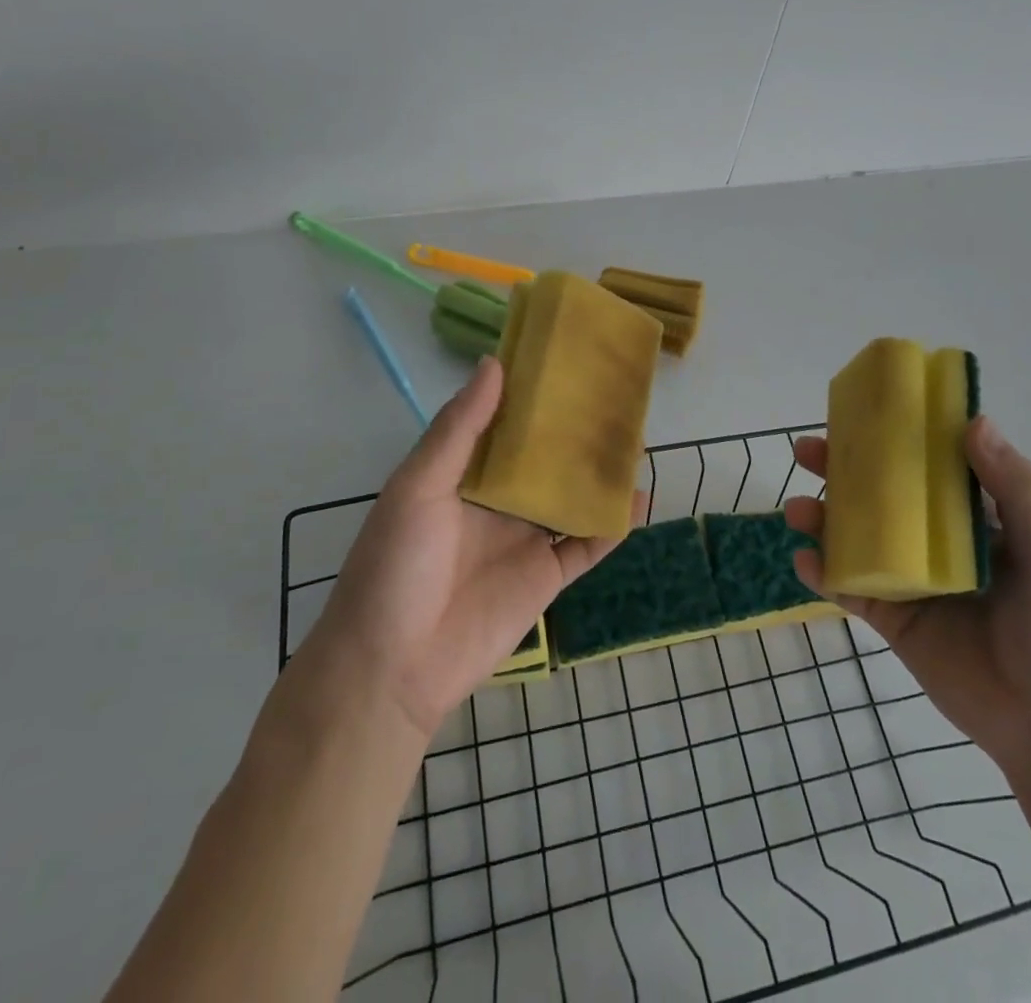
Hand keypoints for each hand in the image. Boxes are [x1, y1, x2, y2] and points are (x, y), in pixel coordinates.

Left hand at [267, 357, 641, 741]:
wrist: (392, 669)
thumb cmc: (395, 566)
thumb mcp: (418, 487)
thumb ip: (459, 429)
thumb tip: (494, 363)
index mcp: (463, 473)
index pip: (506, 424)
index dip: (533, 395)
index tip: (567, 361)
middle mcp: (498, 501)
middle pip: (546, 459)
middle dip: (576, 432)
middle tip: (616, 398)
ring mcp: (524, 539)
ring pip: (572, 497)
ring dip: (600, 474)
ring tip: (636, 440)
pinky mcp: (546, 578)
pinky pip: (586, 545)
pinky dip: (613, 525)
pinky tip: (638, 501)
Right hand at [785, 415, 1030, 772]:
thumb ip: (1018, 490)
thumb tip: (974, 421)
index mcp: (973, 517)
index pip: (926, 463)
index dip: (891, 436)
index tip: (857, 413)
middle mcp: (935, 540)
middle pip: (878, 494)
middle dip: (840, 471)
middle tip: (806, 453)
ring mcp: (909, 578)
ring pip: (854, 536)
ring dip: (822, 519)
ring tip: (797, 512)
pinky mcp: (892, 617)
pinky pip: (848, 587)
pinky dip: (822, 572)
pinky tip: (805, 562)